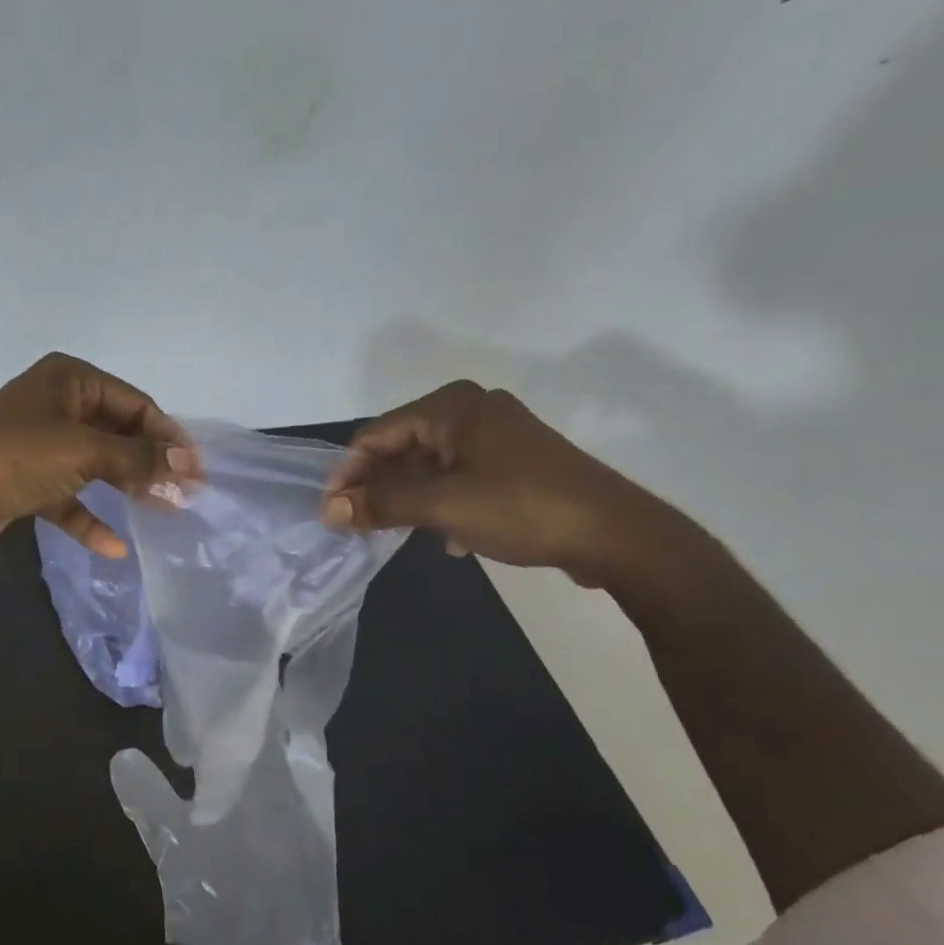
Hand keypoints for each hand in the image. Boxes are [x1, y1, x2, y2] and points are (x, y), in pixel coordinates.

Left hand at [0, 353, 200, 559]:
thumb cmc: (15, 458)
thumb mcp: (83, 451)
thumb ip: (138, 457)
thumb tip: (187, 464)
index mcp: (70, 379)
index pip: (135, 403)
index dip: (168, 437)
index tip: (196, 471)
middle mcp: (57, 405)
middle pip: (118, 433)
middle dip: (150, 463)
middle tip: (184, 494)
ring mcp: (41, 444)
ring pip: (96, 465)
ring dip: (126, 488)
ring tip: (162, 512)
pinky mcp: (28, 481)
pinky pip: (69, 497)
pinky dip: (89, 519)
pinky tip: (112, 547)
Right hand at [319, 381, 669, 584]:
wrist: (614, 534)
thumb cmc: (521, 507)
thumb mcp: (442, 506)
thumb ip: (381, 503)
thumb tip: (329, 510)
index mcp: (451, 406)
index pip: (376, 435)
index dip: (348, 474)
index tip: (332, 515)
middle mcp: (471, 410)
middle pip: (401, 448)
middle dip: (378, 488)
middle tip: (358, 528)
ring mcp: (496, 436)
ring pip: (430, 467)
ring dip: (410, 500)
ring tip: (397, 534)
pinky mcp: (514, 463)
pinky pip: (459, 478)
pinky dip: (443, 504)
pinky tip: (449, 538)